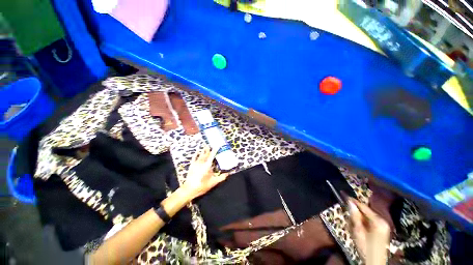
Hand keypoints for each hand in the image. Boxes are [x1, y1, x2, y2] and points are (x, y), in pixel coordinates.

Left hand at [181, 146, 228, 199]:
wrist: (189, 189)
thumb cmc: (202, 185)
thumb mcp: (213, 182)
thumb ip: (221, 177)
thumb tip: (227, 174)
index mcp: (207, 165)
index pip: (212, 156)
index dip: (215, 150)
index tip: (217, 145)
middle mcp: (202, 163)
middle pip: (206, 154)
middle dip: (209, 149)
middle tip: (211, 145)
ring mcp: (196, 164)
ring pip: (201, 155)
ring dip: (204, 150)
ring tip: (206, 146)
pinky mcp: (191, 166)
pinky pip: (194, 158)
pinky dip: (196, 154)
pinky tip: (197, 151)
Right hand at [348, 198, 389, 264]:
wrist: (374, 261)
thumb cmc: (365, 247)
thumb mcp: (358, 232)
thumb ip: (355, 216)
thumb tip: (349, 202)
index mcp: (378, 221)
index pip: (363, 206)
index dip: (353, 200)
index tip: (343, 194)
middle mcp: (382, 220)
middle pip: (365, 211)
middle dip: (355, 213)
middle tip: (348, 219)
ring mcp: (382, 225)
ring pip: (366, 216)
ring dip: (358, 219)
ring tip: (353, 228)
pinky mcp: (381, 229)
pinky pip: (369, 221)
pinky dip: (362, 223)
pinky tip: (358, 230)